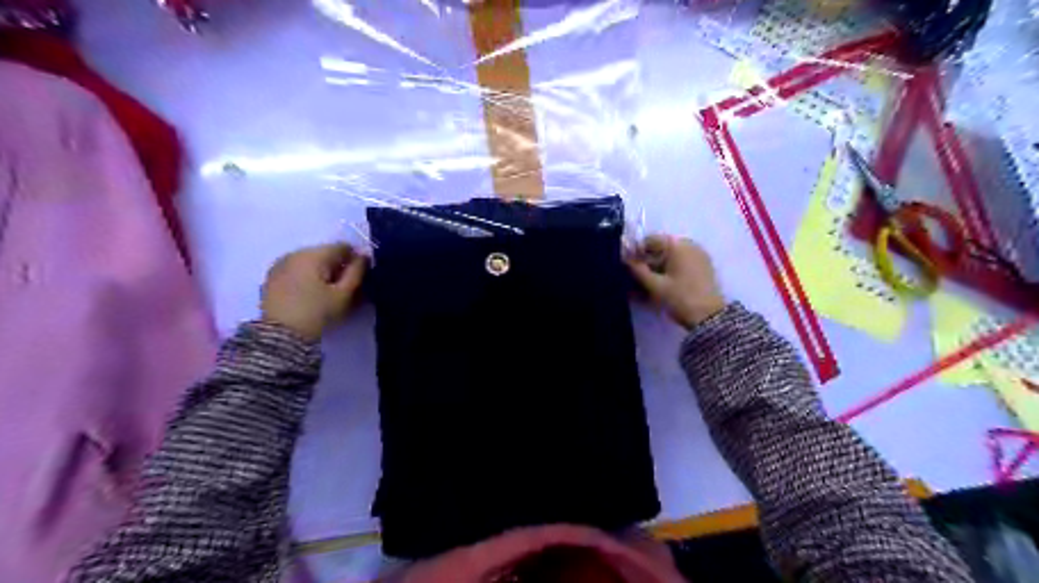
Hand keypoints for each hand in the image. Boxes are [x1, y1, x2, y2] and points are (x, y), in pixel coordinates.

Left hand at [260, 241, 367, 340]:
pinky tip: (310, 295)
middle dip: (338, 266)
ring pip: (310, 262)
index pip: (343, 247)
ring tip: (328, 293)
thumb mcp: (344, 294)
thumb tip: (363, 256)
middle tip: (346, 288)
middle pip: (325, 253)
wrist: (280, 336)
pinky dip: (307, 277)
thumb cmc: (317, 313)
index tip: (360, 278)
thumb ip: (357, 272)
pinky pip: (296, 270)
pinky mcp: (271, 278)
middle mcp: (295, 253)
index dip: (355, 260)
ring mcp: (280, 265)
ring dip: (322, 272)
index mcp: (314, 254)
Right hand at [624, 234, 723, 327]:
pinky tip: (660, 286)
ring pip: (670, 257)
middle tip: (634, 278)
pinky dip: (668, 272)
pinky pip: (680, 264)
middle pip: (660, 249)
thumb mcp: (655, 285)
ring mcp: (698, 256)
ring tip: (646, 285)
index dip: (636, 252)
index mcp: (678, 245)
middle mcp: (689, 245)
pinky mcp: (703, 268)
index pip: (649, 240)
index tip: (627, 267)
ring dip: (656, 268)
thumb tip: (624, 257)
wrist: (710, 318)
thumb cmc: (680, 298)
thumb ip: (637, 269)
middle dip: (646, 262)